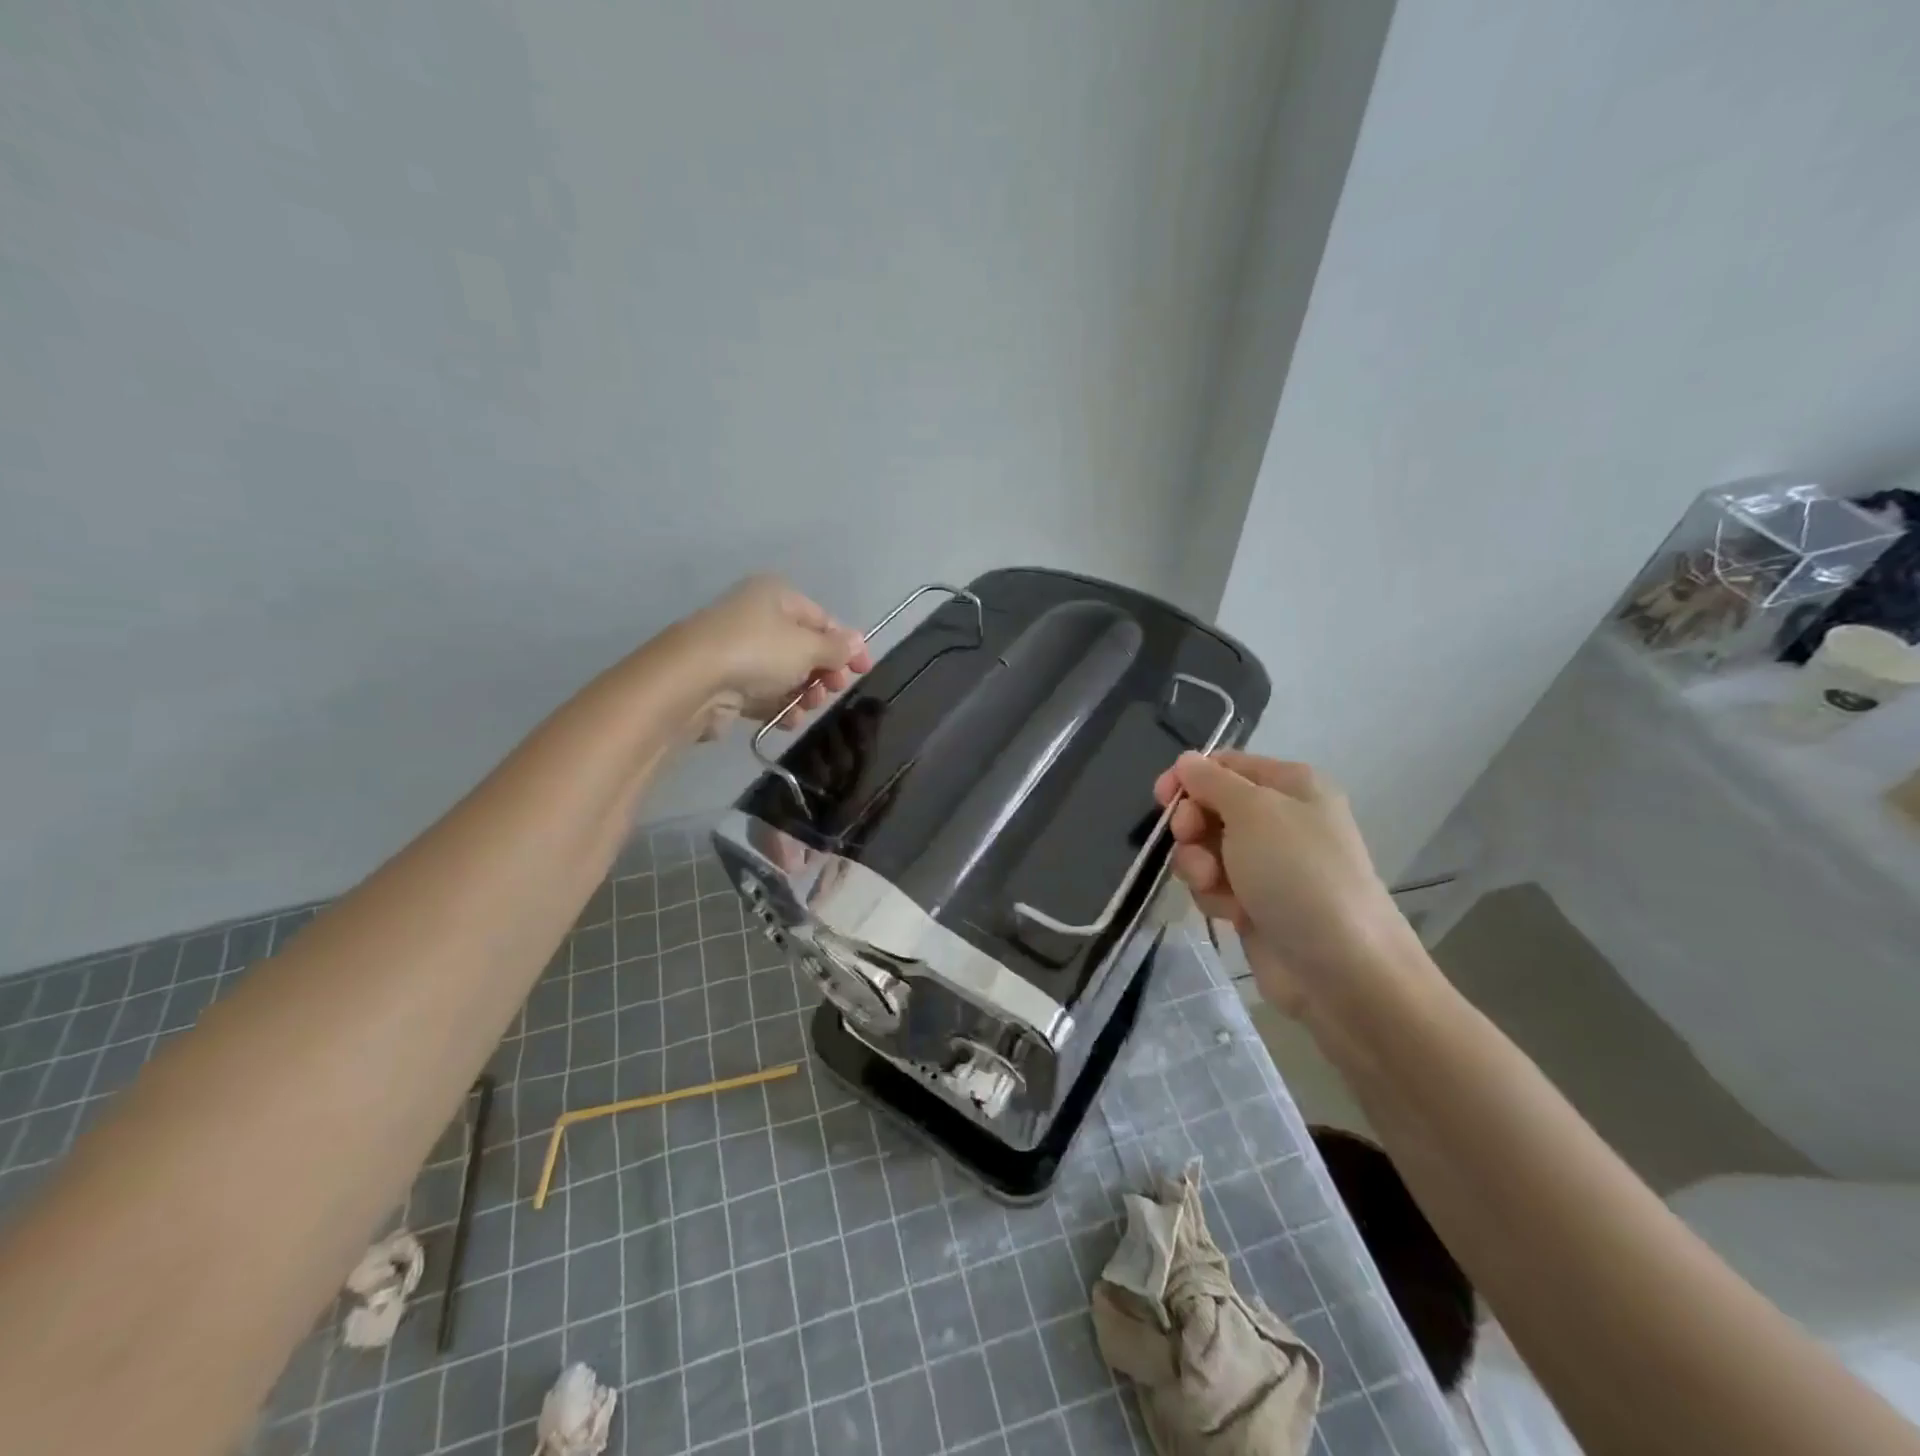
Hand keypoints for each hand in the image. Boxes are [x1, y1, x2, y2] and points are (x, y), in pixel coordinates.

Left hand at [676, 576, 872, 740]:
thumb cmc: (757, 651)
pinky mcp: (725, 683)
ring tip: (807, 706)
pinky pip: (763, 693)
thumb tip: (857, 642)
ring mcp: (738, 651)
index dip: (846, 645)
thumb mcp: (807, 646)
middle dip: (823, 672)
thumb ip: (836, 648)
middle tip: (832, 689)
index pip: (822, 619)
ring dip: (803, 693)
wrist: (692, 682)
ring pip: (785, 674)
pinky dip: (779, 706)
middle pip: (803, 647)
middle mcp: (756, 617)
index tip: (863, 670)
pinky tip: (787, 720)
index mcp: (776, 596)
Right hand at [1153, 751, 1413, 1015]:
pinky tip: (1232, 913)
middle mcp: (1280, 820)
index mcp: (1290, 786)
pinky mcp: (1255, 903)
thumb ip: (1212, 781)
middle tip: (1190, 840)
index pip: (1226, 765)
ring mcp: (1268, 865)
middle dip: (1192, 826)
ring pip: (1205, 850)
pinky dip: (1214, 896)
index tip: (1162, 797)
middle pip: (1210, 808)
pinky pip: (1214, 886)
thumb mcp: (1253, 812)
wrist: (1340, 968)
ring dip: (1198, 865)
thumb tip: (1186, 760)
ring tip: (1215, 885)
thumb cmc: (1297, 873)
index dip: (1190, 778)